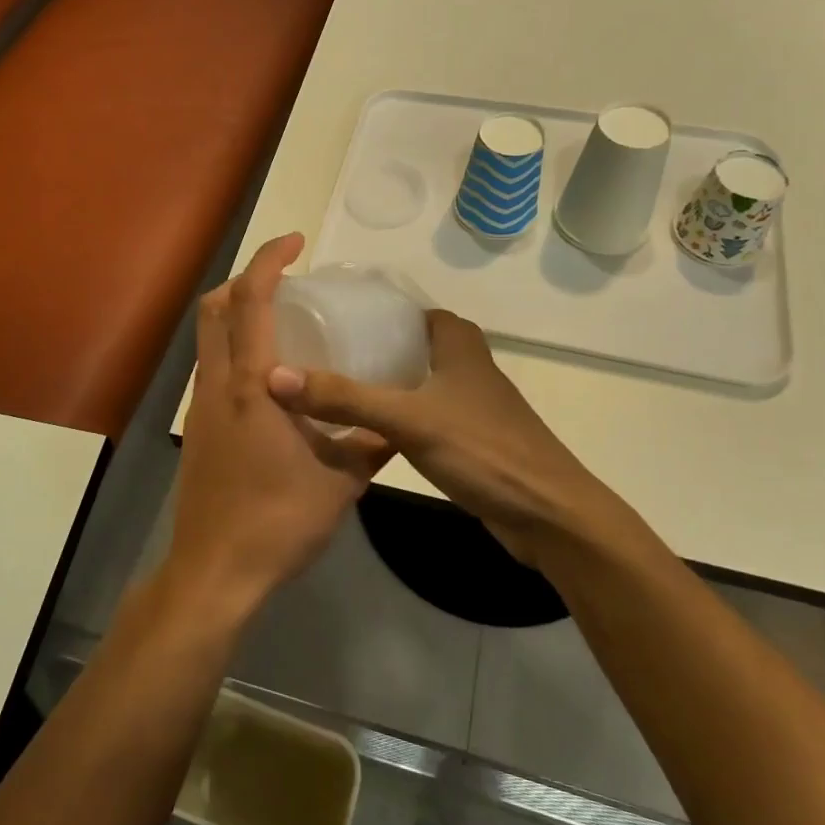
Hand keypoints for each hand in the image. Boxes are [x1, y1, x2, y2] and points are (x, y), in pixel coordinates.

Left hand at [162, 234, 391, 623]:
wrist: (215, 571)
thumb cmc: (278, 522)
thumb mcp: (340, 483)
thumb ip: (370, 446)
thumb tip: (397, 427)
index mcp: (253, 385)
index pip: (250, 300)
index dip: (268, 260)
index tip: (296, 242)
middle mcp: (219, 384)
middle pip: (214, 308)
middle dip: (245, 280)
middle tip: (286, 281)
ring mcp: (202, 407)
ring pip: (208, 339)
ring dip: (236, 315)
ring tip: (281, 324)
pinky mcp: (197, 430)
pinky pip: (212, 369)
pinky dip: (234, 351)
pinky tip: (269, 381)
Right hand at [267, 309, 615, 566]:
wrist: (548, 515)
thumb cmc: (483, 450)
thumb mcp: (408, 419)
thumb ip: (344, 398)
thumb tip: (276, 377)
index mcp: (457, 341)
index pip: (406, 308)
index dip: (369, 309)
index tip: (325, 317)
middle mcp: (464, 362)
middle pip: (407, 342)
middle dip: (366, 346)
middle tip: (318, 353)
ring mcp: (468, 401)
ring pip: (415, 378)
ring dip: (379, 380)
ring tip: (329, 385)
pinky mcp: (468, 435)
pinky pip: (421, 410)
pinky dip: (394, 411)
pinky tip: (363, 426)